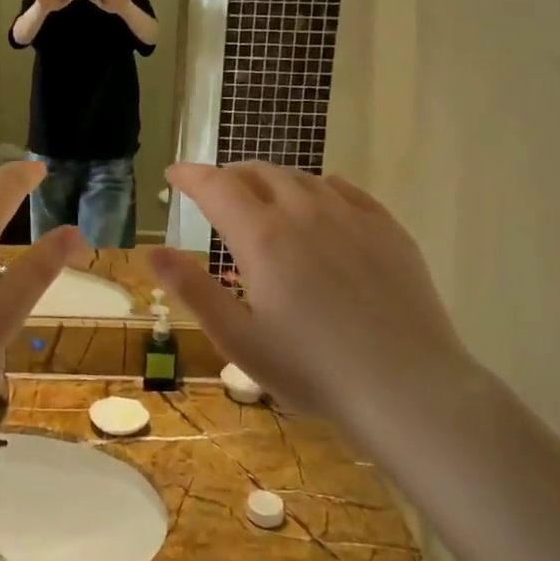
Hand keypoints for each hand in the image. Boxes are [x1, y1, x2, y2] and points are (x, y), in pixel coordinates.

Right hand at [146, 162, 472, 423]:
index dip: (190, 175)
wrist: (407, 387)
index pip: (216, 186)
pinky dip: (317, 189)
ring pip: (301, 178)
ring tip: (262, 199)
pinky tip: (318, 205)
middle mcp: (304, 212)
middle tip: (216, 193)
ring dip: (272, 181)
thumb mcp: (238, 338)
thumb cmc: (311, 369)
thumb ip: (192, 289)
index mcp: (262, 236)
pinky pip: (344, 190)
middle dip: (230, 176)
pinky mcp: (387, 229)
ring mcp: (350, 216)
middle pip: (259, 173)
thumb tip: (152, 251)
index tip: (174, 174)